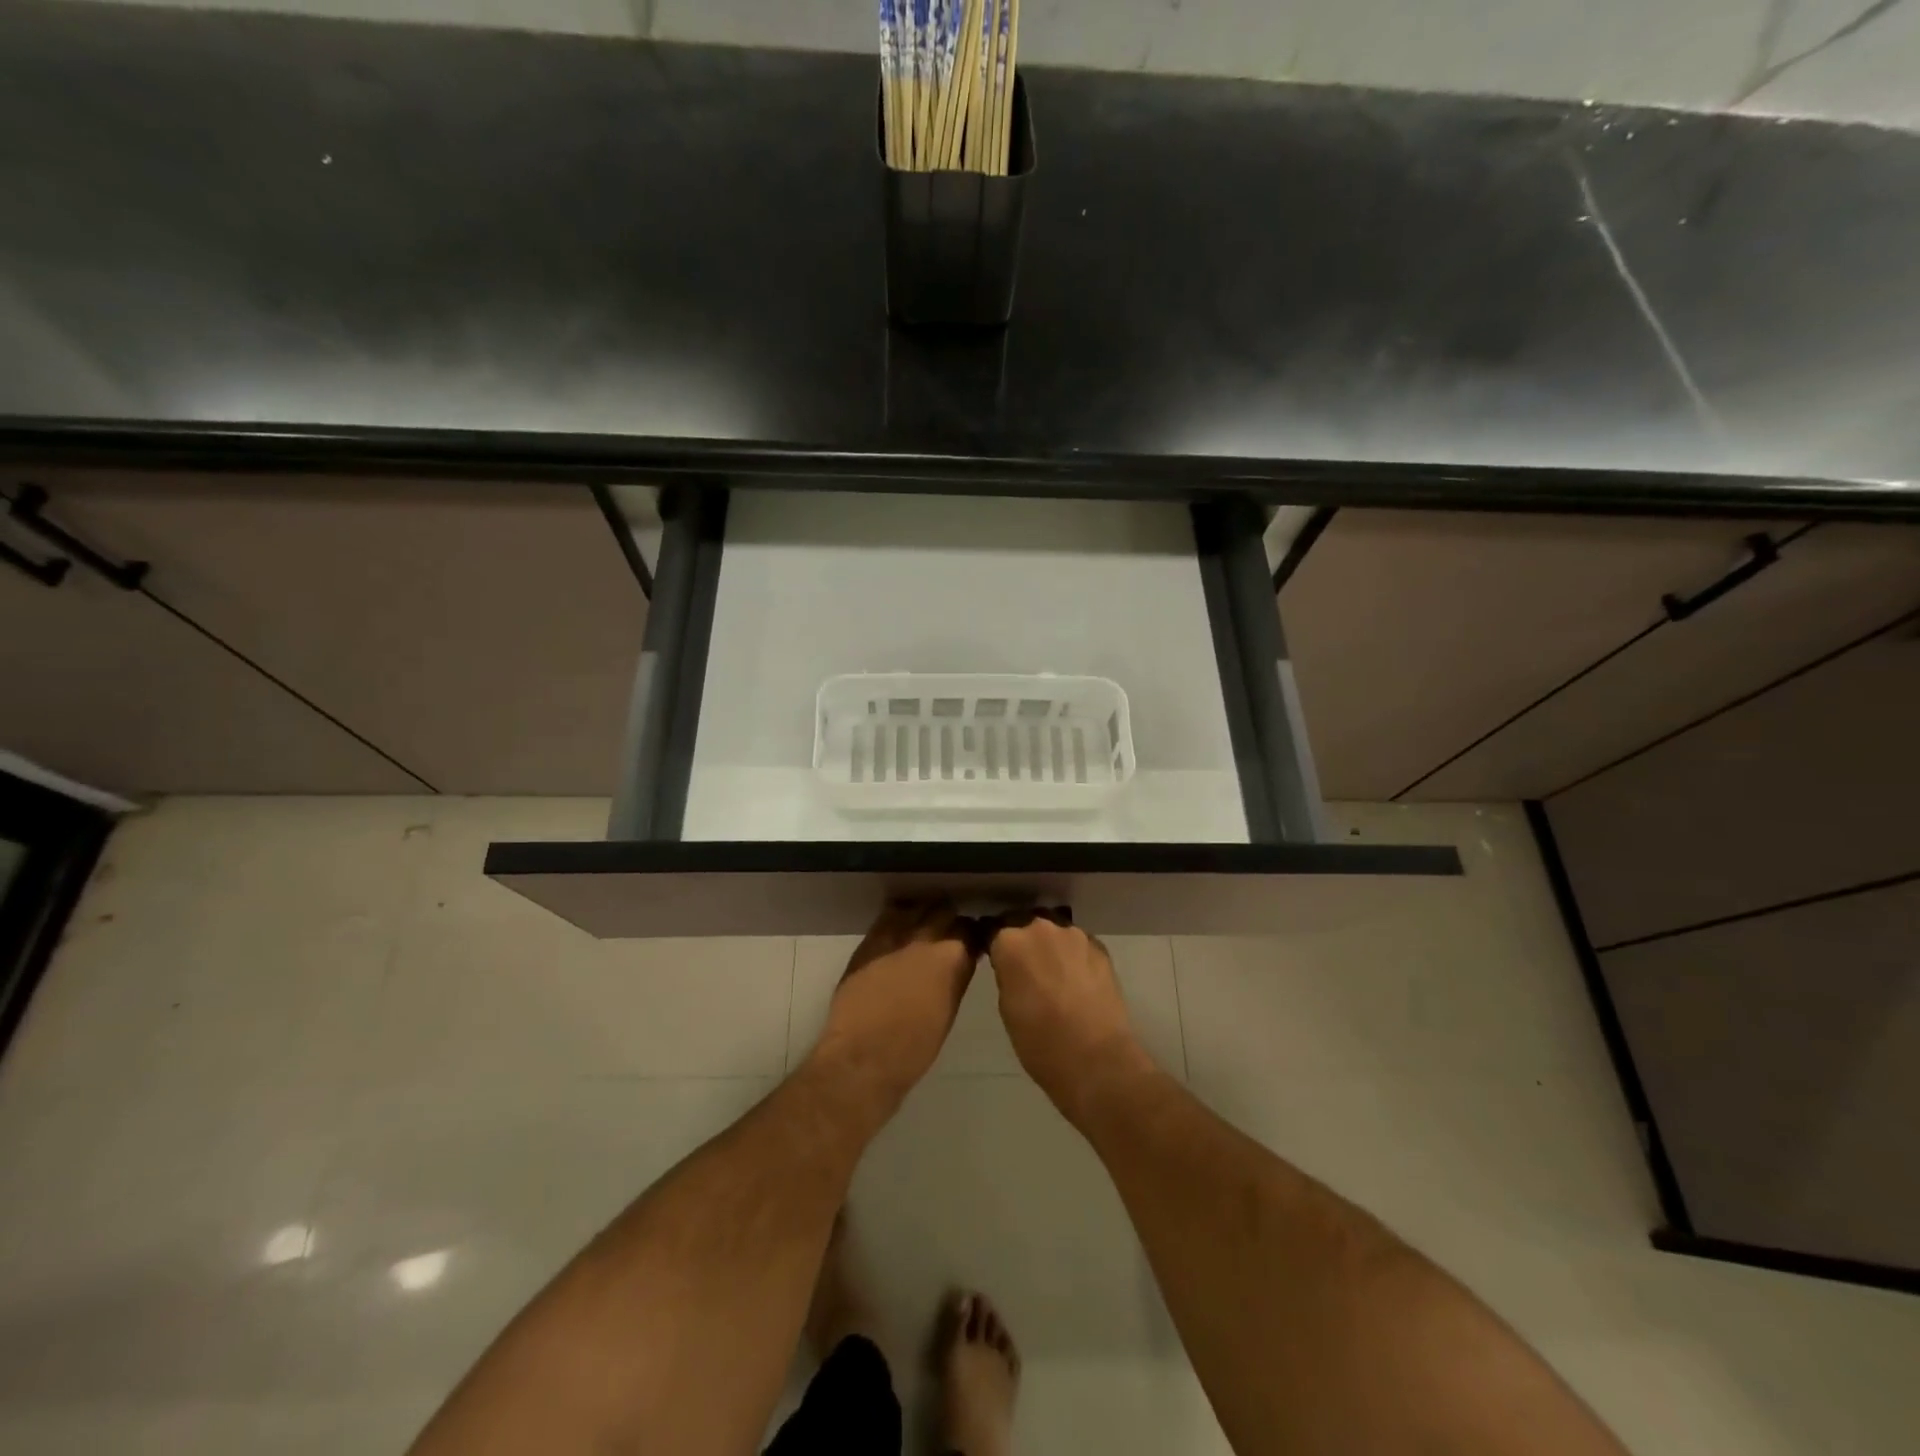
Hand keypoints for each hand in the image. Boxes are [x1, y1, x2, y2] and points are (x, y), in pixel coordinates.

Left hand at [806, 902, 976, 1111]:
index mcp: (953, 958)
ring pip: (917, 907)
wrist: (864, 1056)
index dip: (972, 934)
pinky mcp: (870, 941)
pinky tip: (900, 925)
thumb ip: (956, 977)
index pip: (971, 930)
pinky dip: (898, 917)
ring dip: (924, 913)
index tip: (971, 941)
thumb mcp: (949, 1010)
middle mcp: (927, 939)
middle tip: (948, 931)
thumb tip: (959, 962)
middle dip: (949, 918)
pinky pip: (888, 916)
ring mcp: (896, 936)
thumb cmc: (915, 1047)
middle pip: (945, 911)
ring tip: (924, 922)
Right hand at [988, 914, 1156, 1120]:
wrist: (1095, 1059)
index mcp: (1011, 942)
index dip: (997, 948)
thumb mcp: (1006, 1007)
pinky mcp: (1101, 948)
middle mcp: (1041, 928)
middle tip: (1028, 971)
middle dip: (1026, 944)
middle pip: (1027, 927)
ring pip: (1056, 934)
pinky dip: (1075, 958)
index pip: (995, 932)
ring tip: (1056, 977)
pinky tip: (1079, 982)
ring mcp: (1075, 936)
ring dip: (1052, 948)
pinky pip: (1080, 946)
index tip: (999, 963)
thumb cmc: (1039, 1041)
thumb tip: (1014, 967)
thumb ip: (1007, 974)